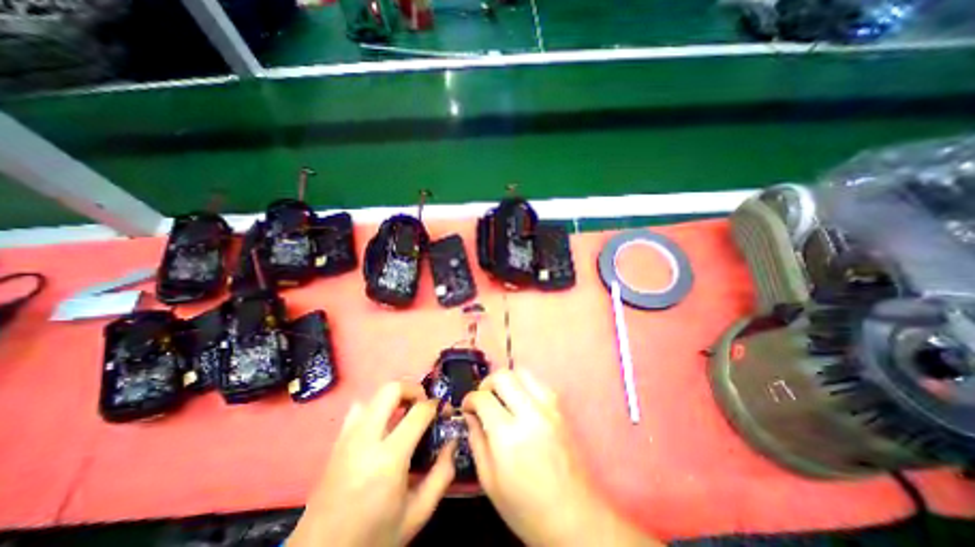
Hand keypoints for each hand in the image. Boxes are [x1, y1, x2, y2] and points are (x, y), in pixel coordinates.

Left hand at [288, 382, 456, 546]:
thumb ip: (442, 474)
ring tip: (405, 414)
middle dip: (414, 389)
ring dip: (394, 397)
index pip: (418, 411)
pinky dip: (376, 407)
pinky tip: (382, 426)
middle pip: (392, 389)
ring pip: (374, 395)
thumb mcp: (417, 513)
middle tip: (424, 405)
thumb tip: (452, 441)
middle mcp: (366, 439)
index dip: (436, 405)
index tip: (443, 410)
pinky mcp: (336, 441)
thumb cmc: (373, 537)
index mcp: (389, 458)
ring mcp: (347, 437)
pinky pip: (359, 408)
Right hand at [465, 368, 663, 546]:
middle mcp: (530, 413)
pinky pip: (538, 383)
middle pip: (504, 375)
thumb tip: (470, 415)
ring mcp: (549, 408)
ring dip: (507, 380)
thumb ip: (476, 441)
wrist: (574, 518)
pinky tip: (520, 402)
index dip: (469, 398)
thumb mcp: (490, 481)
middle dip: (487, 382)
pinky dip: (524, 385)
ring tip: (501, 398)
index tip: (467, 406)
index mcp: (509, 436)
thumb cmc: (526, 508)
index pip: (483, 398)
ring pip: (523, 372)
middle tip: (483, 398)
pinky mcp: (560, 409)